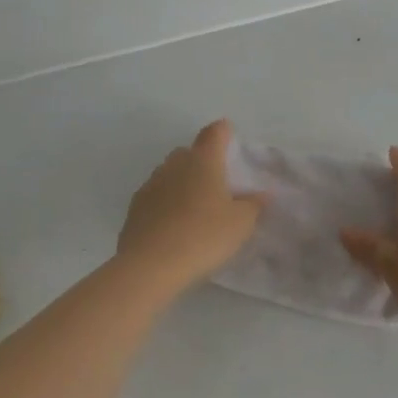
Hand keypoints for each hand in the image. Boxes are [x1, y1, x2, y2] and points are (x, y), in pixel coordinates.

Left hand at [116, 120, 265, 295]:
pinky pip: (156, 196)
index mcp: (203, 161)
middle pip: (189, 152)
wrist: (150, 266)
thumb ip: (254, 205)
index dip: (223, 131)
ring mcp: (151, 185)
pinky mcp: (135, 207)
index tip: (229, 135)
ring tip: (195, 206)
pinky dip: (166, 202)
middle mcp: (175, 165)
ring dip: (182, 182)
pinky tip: (174, 224)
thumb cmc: (203, 236)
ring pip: (170, 173)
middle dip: (202, 160)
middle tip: (216, 181)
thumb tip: (262, 194)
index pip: (214, 133)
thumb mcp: (240, 224)